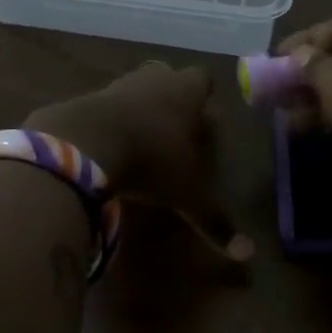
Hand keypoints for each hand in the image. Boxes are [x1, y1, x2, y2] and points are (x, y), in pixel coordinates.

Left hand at [28, 63, 251, 260]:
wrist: (83, 145)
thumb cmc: (150, 160)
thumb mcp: (186, 194)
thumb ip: (214, 220)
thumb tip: (248, 254)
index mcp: (185, 92)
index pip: (202, 79)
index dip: (203, 94)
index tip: (203, 113)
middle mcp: (153, 80)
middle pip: (166, 78)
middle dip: (171, 99)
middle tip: (174, 128)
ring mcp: (116, 86)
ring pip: (134, 90)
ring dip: (138, 109)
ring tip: (140, 140)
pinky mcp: (84, 100)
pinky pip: (102, 107)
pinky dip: (107, 122)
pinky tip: (106, 148)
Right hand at [277, 12, 331, 185]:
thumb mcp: (331, 75)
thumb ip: (308, 64)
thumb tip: (300, 58)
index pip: (330, 27)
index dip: (298, 43)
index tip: (272, 60)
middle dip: (304, 74)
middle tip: (276, 90)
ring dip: (314, 97)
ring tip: (284, 112)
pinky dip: (331, 112)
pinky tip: (304, 125)